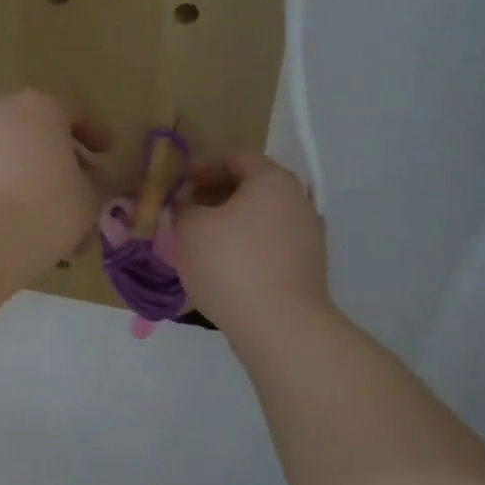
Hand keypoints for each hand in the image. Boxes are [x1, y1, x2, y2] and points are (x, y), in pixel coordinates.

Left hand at [0, 90, 106, 275]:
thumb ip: (96, 185)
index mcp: (40, 106)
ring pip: (14, 158)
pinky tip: (25, 227)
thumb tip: (90, 182)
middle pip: (40, 133)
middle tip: (82, 189)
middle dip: (62, 161)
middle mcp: (1, 113)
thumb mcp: (89, 199)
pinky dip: (10, 195)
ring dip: (36, 182)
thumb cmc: (45, 209)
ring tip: (55, 220)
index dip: (96, 134)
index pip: (76, 112)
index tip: (107, 153)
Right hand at [175, 154, 329, 338]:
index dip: (200, 166)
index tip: (176, 183)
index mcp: (273, 180)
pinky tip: (222, 267)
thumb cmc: (231, 265)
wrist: (280, 326)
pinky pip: (269, 246)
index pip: (234, 158)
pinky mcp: (307, 268)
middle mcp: (298, 200)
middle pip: (250, 188)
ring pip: (260, 219)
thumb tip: (185, 206)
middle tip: (183, 211)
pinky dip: (245, 248)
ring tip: (198, 241)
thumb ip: (182, 208)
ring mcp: (308, 236)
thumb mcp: (191, 229)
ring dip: (229, 223)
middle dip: (213, 196)